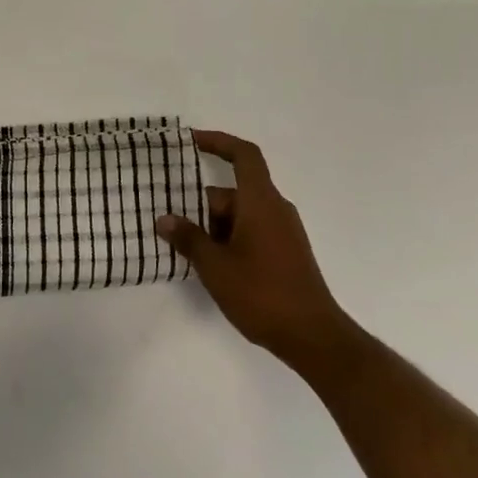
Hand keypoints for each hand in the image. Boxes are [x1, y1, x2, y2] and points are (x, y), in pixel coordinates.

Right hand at [156, 130, 354, 376]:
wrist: (313, 336)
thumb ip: (188, 238)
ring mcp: (283, 231)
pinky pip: (251, 230)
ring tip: (185, 250)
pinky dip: (229, 238)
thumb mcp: (215, 266)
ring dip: (213, 226)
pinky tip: (211, 265)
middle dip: (201, 205)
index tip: (191, 141)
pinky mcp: (286, 252)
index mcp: (261, 202)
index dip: (219, 142)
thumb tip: (164, 219)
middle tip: (171, 225)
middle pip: (233, 191)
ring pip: (240, 214)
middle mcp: (275, 208)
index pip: (244, 155)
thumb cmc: (262, 294)